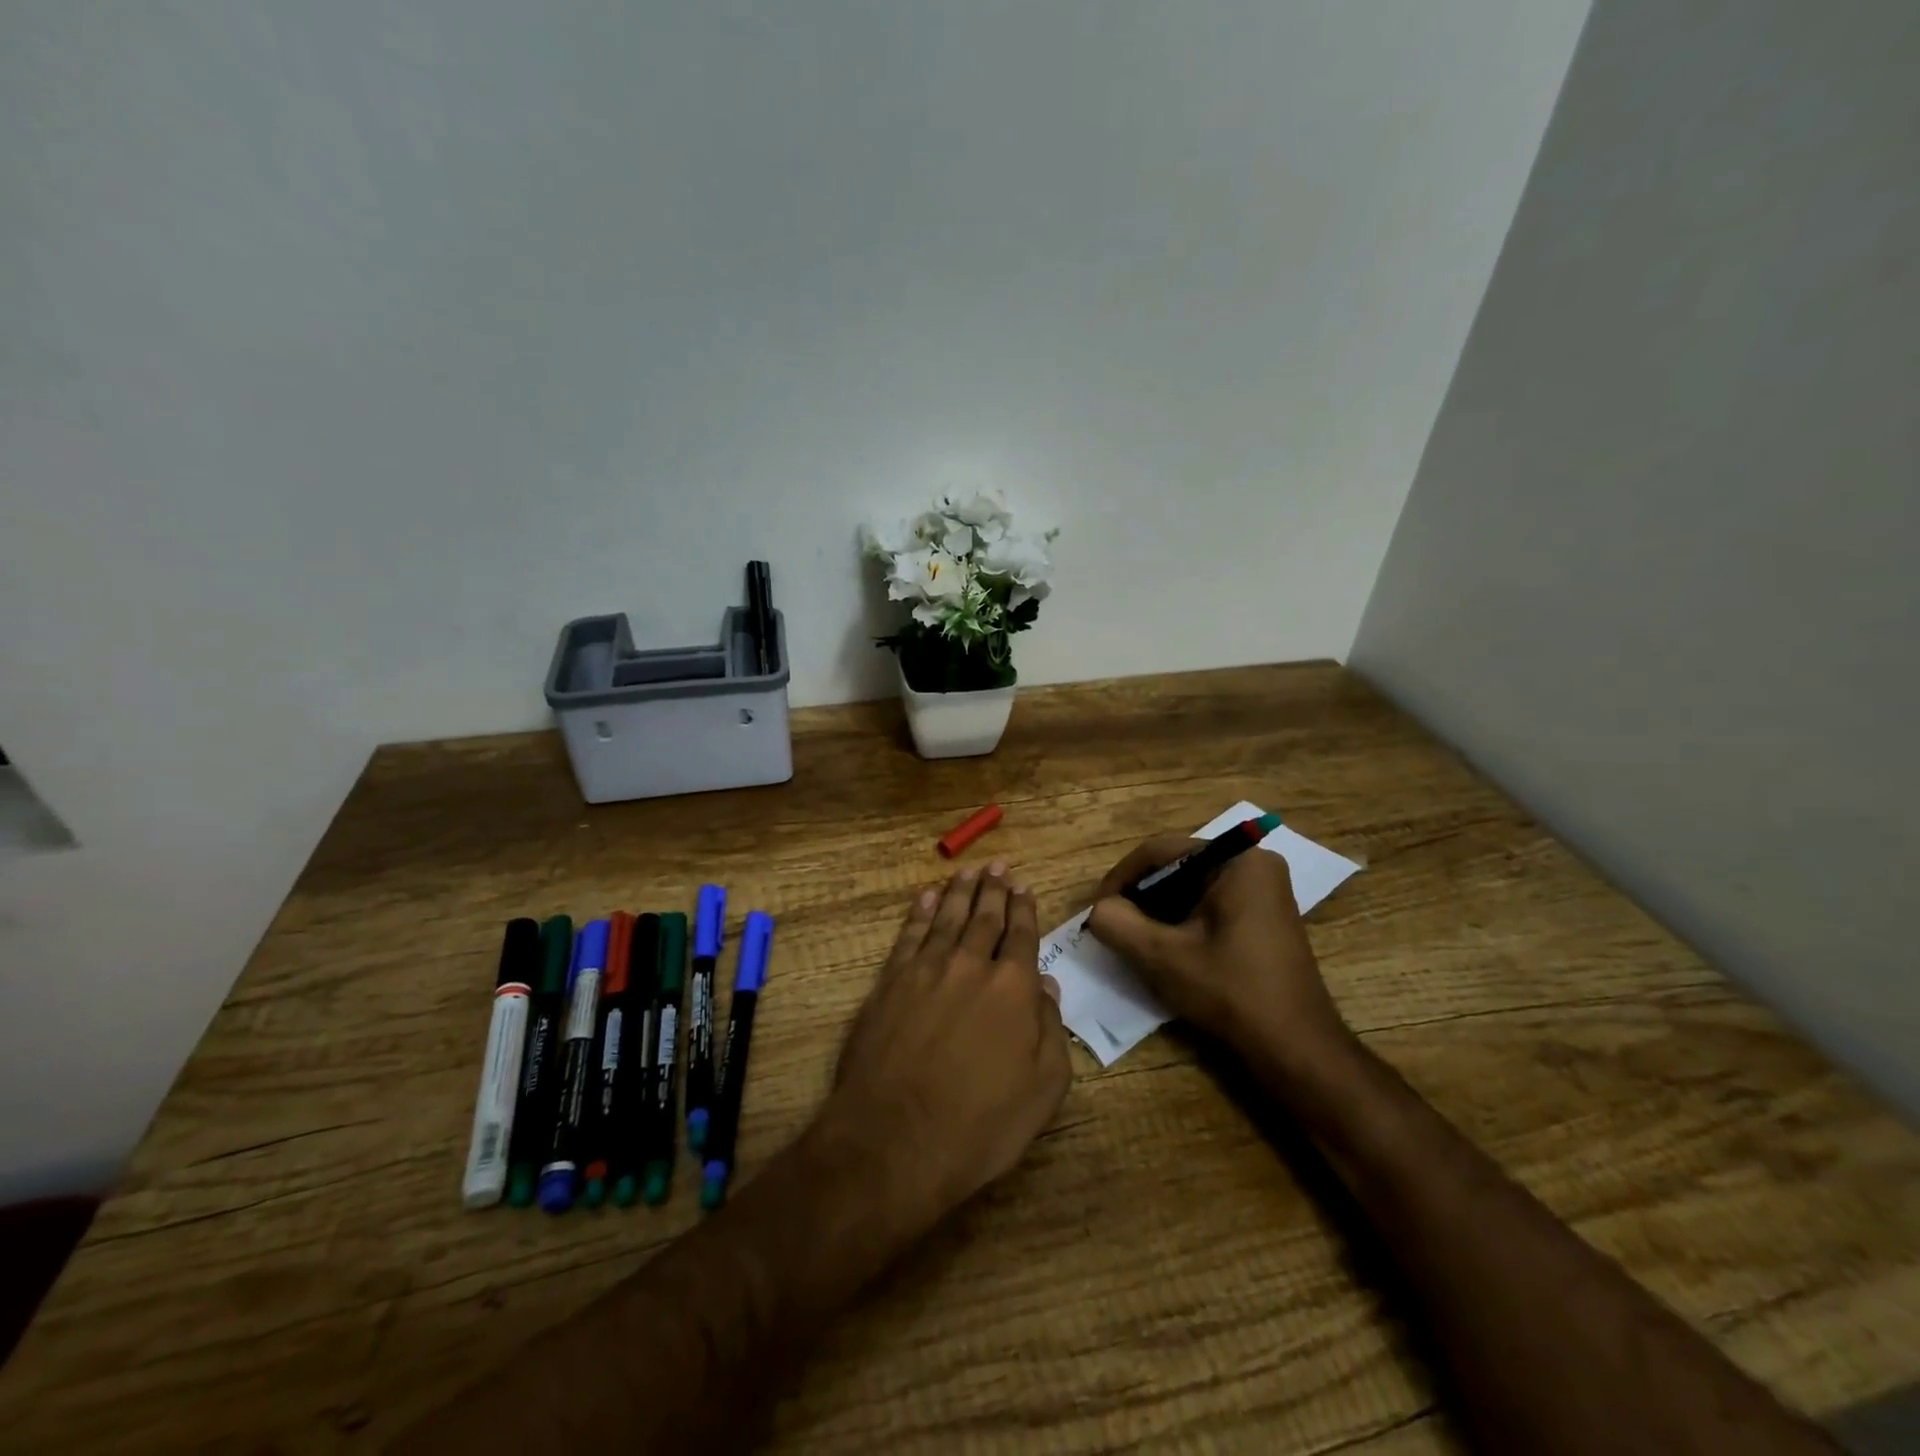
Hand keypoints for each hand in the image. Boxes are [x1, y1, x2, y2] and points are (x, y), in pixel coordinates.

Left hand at [822, 862, 1071, 1233]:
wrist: (895, 1139)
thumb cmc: (980, 1124)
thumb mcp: (1042, 1090)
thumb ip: (1051, 1031)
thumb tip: (1048, 987)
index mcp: (1013, 987)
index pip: (1022, 936)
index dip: (1024, 910)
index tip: (1024, 887)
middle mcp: (970, 965)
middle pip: (984, 917)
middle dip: (994, 889)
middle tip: (998, 865)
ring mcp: (926, 970)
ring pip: (947, 918)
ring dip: (960, 892)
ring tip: (968, 871)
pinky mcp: (890, 982)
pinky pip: (909, 935)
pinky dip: (920, 913)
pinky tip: (927, 898)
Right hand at [1085, 833, 1350, 1073]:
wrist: (1296, 1049)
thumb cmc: (1231, 992)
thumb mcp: (1162, 956)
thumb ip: (1118, 923)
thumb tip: (1099, 910)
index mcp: (1237, 860)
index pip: (1160, 851)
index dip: (1121, 878)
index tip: (1098, 910)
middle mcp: (1254, 864)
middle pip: (1177, 866)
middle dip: (1140, 896)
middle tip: (1113, 925)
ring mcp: (1262, 890)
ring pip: (1190, 887)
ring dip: (1158, 910)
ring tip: (1133, 939)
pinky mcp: (1262, 915)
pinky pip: (1209, 904)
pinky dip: (1181, 921)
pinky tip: (1165, 948)